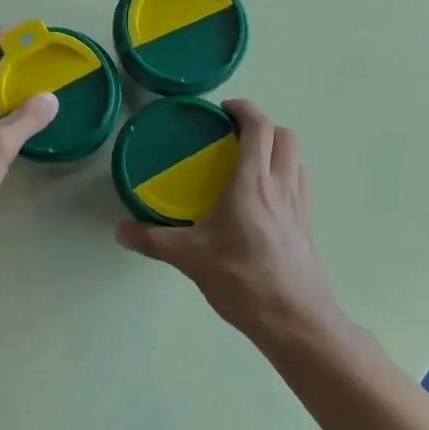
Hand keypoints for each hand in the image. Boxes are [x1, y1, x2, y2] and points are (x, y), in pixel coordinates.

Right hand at [115, 100, 344, 341]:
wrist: (296, 320)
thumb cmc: (242, 280)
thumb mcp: (190, 258)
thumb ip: (153, 241)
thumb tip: (121, 231)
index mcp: (252, 183)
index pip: (258, 127)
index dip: (244, 109)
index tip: (223, 109)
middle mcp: (281, 186)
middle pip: (284, 136)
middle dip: (262, 126)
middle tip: (234, 136)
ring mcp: (300, 206)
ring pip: (296, 159)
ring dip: (277, 149)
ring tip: (249, 163)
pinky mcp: (307, 226)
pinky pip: (300, 184)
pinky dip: (285, 175)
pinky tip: (264, 200)